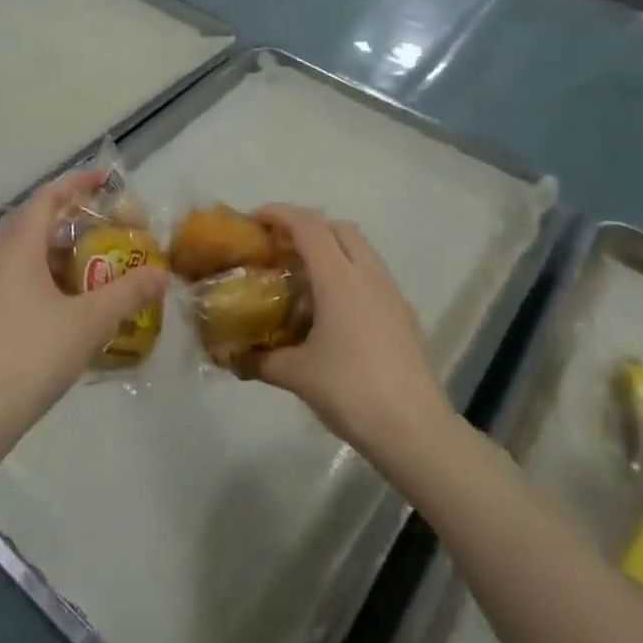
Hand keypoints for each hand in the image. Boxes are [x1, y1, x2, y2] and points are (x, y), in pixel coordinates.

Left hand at [0, 169, 165, 447]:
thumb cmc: (34, 353)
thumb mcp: (91, 320)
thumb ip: (129, 292)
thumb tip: (162, 273)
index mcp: (21, 250)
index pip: (47, 198)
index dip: (77, 183)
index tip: (107, 181)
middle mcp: (3, 261)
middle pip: (34, 220)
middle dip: (68, 213)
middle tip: (102, 219)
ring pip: (28, 251)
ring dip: (60, 245)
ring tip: (96, 255)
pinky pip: (25, 276)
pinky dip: (52, 272)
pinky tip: (76, 297)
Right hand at [248, 205, 454, 464]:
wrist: (414, 429)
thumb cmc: (350, 391)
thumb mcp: (295, 375)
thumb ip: (258, 360)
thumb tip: (228, 356)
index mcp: (339, 277)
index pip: (307, 225)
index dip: (278, 213)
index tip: (253, 221)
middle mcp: (368, 273)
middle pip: (337, 227)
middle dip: (306, 227)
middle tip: (279, 249)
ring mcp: (391, 292)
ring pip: (359, 249)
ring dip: (331, 249)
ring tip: (304, 279)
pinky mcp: (404, 313)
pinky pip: (372, 275)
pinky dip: (349, 274)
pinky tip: (334, 312)